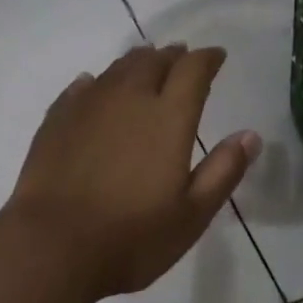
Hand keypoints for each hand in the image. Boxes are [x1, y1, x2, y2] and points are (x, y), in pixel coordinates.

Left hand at [6, 45, 262, 297]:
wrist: (52, 246)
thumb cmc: (132, 237)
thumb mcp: (192, 215)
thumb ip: (223, 171)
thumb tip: (250, 135)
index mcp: (168, 117)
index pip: (193, 70)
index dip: (207, 59)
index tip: (217, 56)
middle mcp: (128, 99)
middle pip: (153, 61)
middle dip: (172, 57)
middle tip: (182, 58)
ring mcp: (87, 107)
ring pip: (116, 70)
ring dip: (136, 62)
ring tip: (145, 63)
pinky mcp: (56, 121)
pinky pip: (81, 88)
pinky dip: (96, 82)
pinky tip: (93, 85)